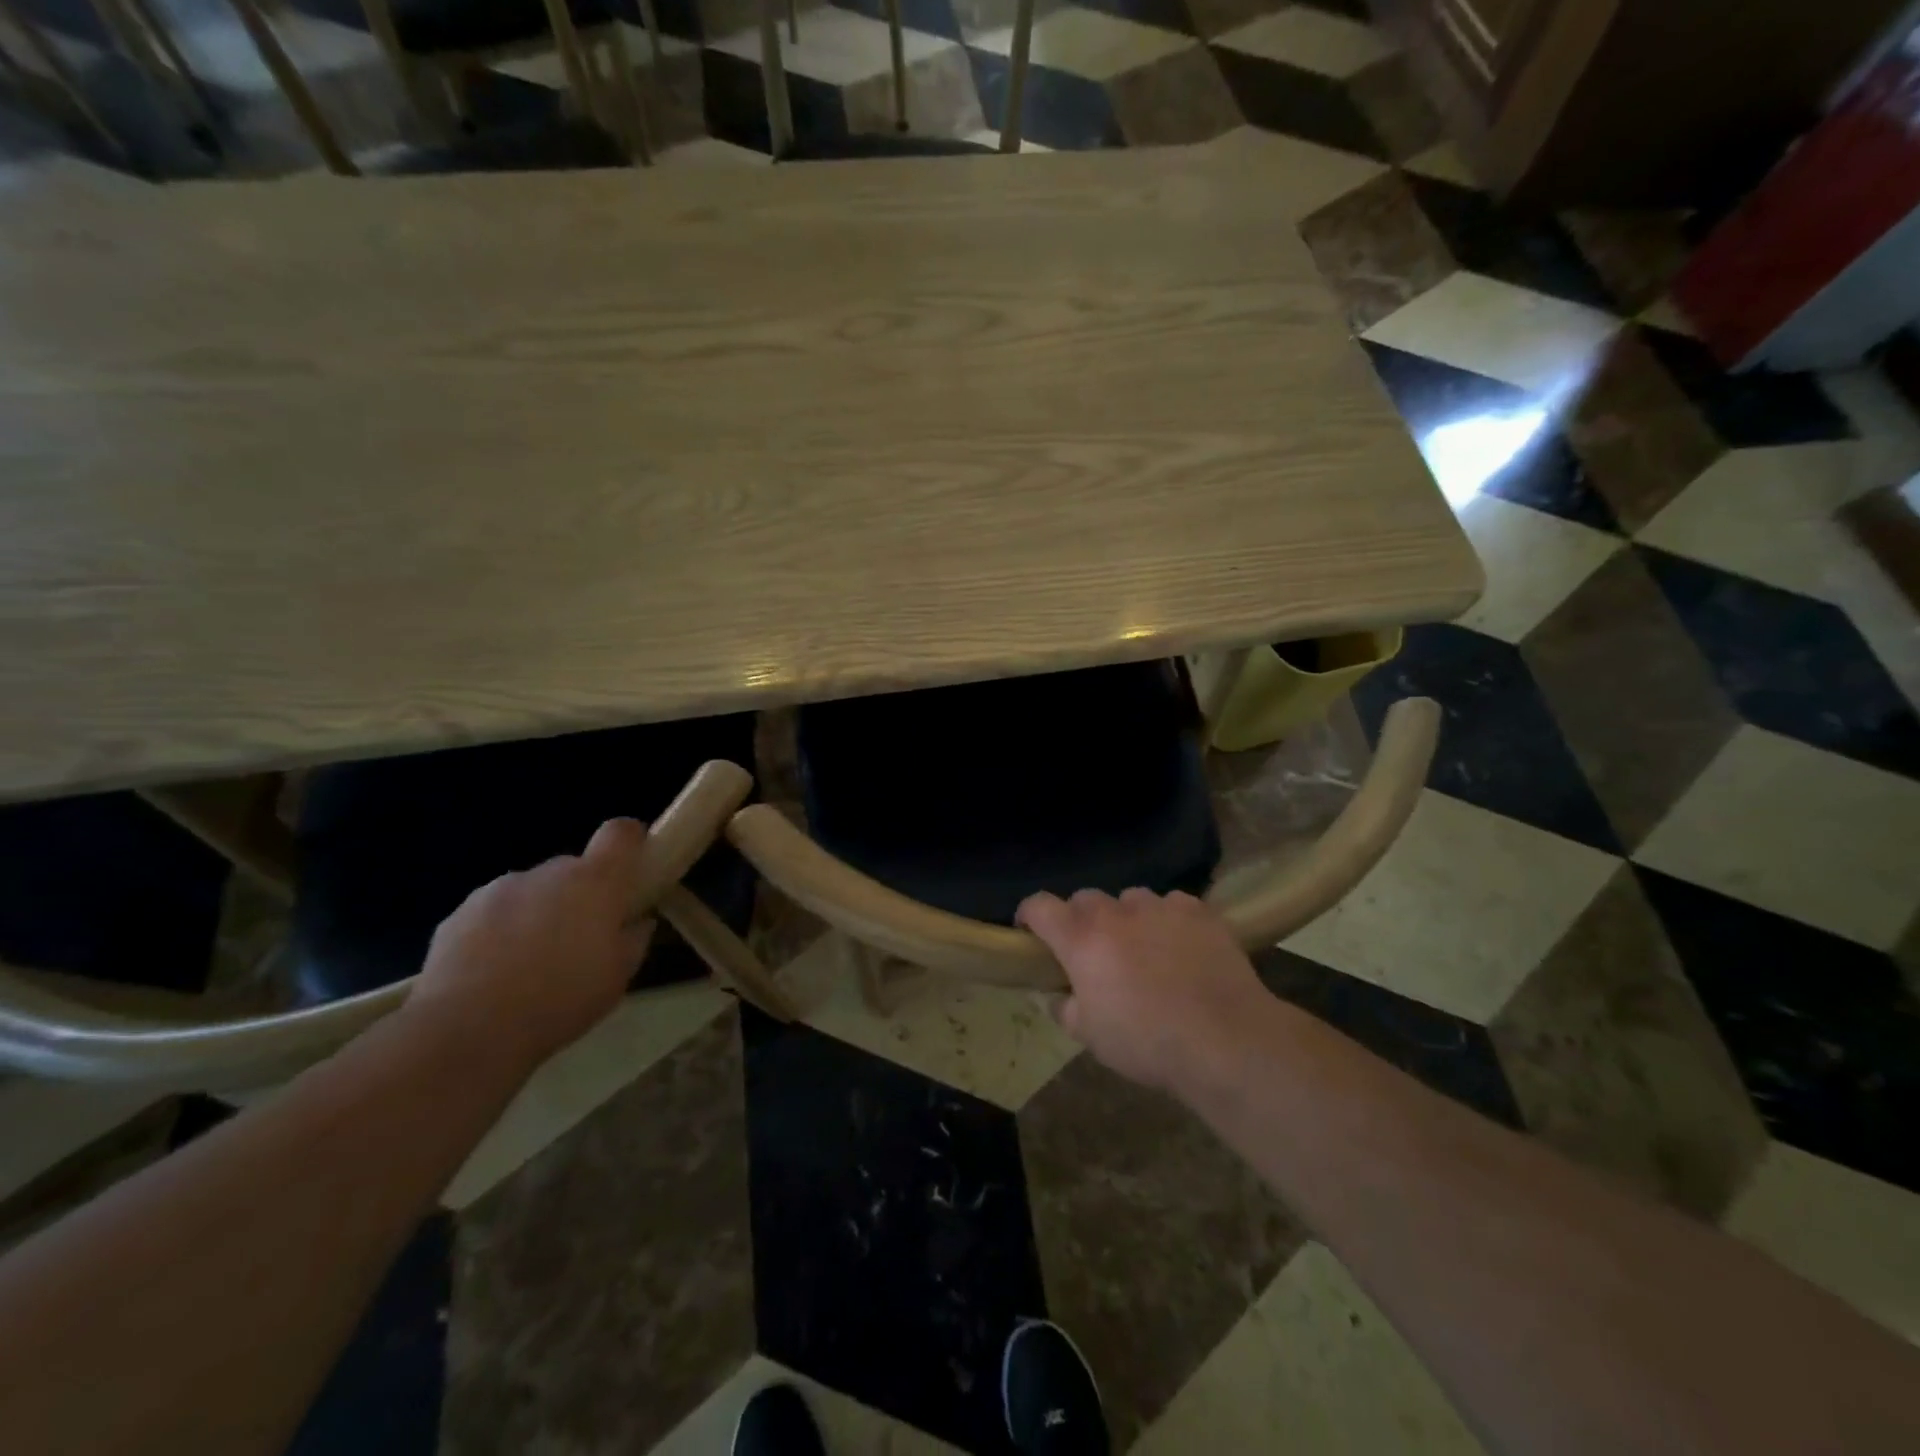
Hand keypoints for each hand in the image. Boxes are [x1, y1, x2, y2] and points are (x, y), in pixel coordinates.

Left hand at [408, 818, 655, 1074]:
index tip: (634, 864)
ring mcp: (498, 889)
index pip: (620, 833)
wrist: (468, 1030)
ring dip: (538, 912)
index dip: (631, 840)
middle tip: (580, 938)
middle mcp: (547, 873)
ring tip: (530, 962)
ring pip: (531, 890)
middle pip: (573, 868)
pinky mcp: (458, 914)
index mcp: (594, 882)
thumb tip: (637, 922)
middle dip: (580, 894)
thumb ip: (633, 940)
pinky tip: (493, 973)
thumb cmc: (561, 999)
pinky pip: (493, 912)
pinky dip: (500, 931)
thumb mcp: (618, 977)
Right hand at [1016, 888, 1269, 1091]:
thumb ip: (1065, 1009)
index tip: (1031, 933)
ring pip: (1130, 900)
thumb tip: (1059, 996)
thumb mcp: (1090, 1037)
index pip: (1039, 905)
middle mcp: (1116, 912)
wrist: (1226, 1040)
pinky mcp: (1198, 910)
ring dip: (1127, 919)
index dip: (1029, 915)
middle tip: (1094, 953)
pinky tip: (1181, 948)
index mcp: (1081, 939)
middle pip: (1085, 899)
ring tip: (1144, 949)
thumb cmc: (1147, 1042)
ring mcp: (1159, 906)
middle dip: (1081, 921)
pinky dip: (1168, 921)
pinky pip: (1171, 905)